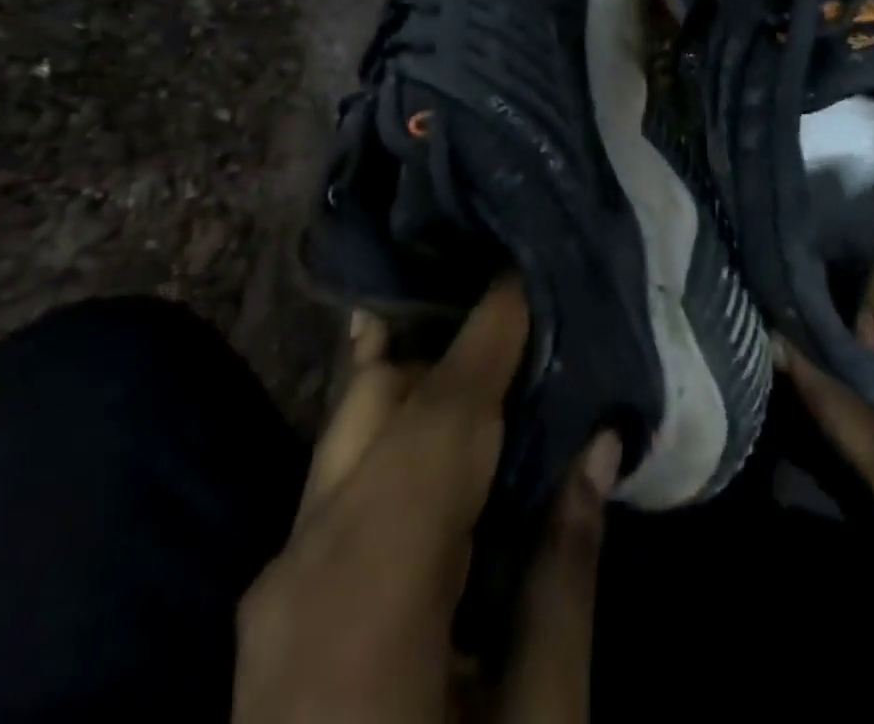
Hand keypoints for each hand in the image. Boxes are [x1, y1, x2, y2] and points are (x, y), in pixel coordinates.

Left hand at [236, 281, 619, 723]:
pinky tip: (442, 418)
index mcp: (372, 591)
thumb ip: (565, 572)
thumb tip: (599, 445)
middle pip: (380, 402)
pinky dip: (397, 430)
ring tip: (495, 341)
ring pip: (353, 431)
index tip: (527, 270)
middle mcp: (305, 561)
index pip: (440, 418)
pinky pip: (342, 478)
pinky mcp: (275, 602)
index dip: (487, 336)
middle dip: (453, 342)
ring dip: (425, 379)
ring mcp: (275, 582)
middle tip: (525, 303)